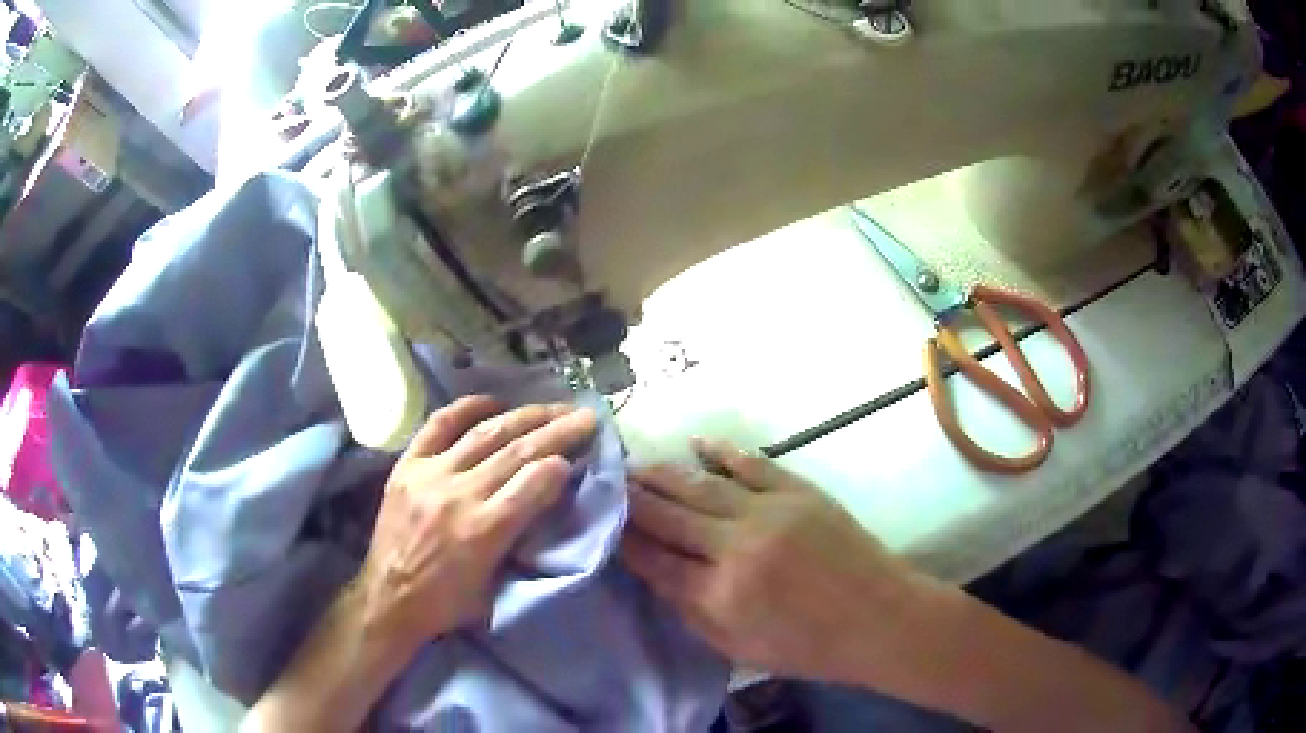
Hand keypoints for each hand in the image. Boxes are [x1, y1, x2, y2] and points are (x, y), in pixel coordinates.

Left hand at [357, 396, 597, 658]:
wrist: (388, 598)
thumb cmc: (448, 603)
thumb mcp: (496, 585)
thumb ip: (520, 537)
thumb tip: (546, 495)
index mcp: (483, 531)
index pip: (534, 482)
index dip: (562, 462)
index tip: (582, 451)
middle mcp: (458, 495)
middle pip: (517, 451)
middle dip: (557, 430)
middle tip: (585, 415)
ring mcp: (429, 475)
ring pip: (485, 434)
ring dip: (524, 416)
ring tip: (551, 407)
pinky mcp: (407, 466)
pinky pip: (438, 425)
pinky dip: (467, 408)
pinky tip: (493, 401)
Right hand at [621, 439, 936, 685]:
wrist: (880, 619)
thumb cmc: (809, 647)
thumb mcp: (738, 647)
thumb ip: (690, 611)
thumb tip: (654, 573)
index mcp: (721, 595)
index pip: (653, 559)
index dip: (622, 539)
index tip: (601, 522)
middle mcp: (737, 547)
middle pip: (667, 515)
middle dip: (632, 499)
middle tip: (607, 483)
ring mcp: (770, 512)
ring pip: (699, 485)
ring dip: (662, 473)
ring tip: (635, 465)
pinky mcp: (799, 491)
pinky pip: (750, 464)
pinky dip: (720, 451)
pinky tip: (695, 443)